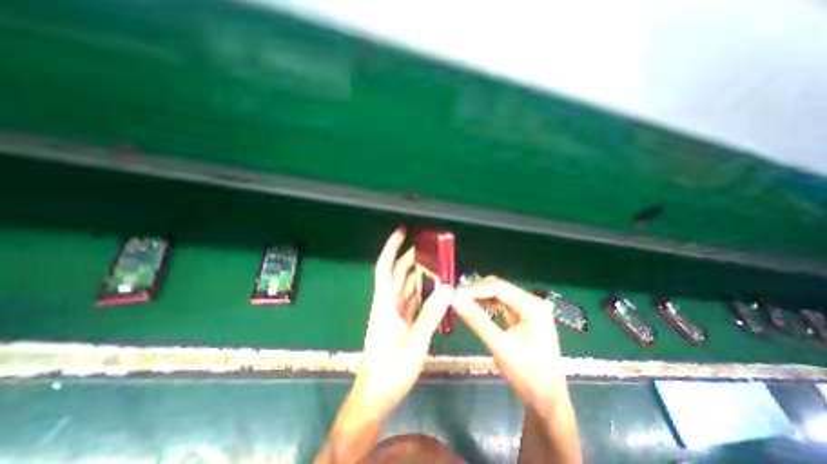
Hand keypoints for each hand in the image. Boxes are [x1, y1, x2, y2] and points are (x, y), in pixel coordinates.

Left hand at [350, 226, 450, 417]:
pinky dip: (420, 291)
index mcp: (385, 304)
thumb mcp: (415, 342)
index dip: (391, 248)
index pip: (385, 267)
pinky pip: (410, 300)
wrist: (376, 395)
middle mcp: (388, 304)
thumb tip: (446, 288)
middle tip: (429, 248)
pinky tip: (433, 288)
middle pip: (397, 274)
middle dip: (410, 258)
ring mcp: (394, 313)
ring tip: (435, 264)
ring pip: (405, 286)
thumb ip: (430, 314)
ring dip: (417, 274)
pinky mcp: (400, 322)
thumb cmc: (390, 370)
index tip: (402, 232)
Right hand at [451, 278, 568, 414]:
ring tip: (460, 302)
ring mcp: (527, 307)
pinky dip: (485, 304)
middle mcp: (531, 301)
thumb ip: (477, 321)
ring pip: (497, 293)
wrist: (546, 398)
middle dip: (475, 291)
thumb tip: (455, 300)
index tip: (454, 294)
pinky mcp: (521, 315)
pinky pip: (499, 303)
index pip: (498, 287)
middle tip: (455, 298)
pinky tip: (473, 308)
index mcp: (532, 306)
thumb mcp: (500, 347)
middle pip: (498, 287)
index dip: (474, 289)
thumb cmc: (527, 374)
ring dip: (479, 296)